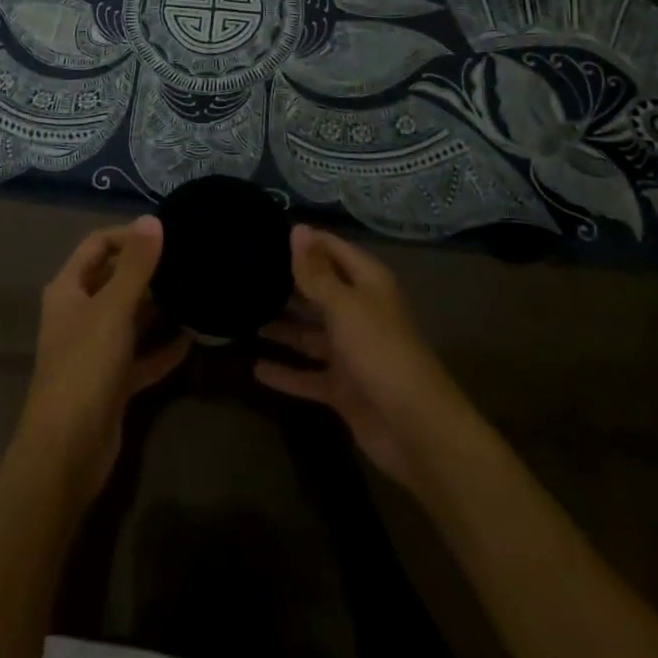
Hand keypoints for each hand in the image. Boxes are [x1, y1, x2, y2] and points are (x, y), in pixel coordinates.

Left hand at [19, 215, 191, 504]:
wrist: (67, 453)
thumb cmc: (85, 368)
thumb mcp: (113, 309)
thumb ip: (136, 265)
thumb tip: (153, 219)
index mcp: (68, 290)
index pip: (97, 245)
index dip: (128, 235)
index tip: (166, 234)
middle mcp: (79, 315)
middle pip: (115, 280)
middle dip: (148, 270)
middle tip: (188, 260)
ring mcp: (95, 350)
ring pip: (130, 318)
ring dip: (158, 308)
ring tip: (194, 292)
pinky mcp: (112, 383)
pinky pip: (141, 355)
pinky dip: (162, 347)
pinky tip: (192, 338)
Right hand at [255, 224, 474, 489]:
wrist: (415, 429)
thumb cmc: (380, 350)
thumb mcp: (344, 305)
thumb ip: (315, 272)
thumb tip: (298, 228)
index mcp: (367, 284)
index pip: (332, 249)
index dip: (305, 241)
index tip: (266, 232)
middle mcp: (359, 312)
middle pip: (319, 290)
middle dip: (287, 282)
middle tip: (245, 272)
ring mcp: (350, 352)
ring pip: (309, 333)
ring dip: (281, 326)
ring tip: (243, 314)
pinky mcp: (343, 389)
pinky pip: (308, 375)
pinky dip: (285, 373)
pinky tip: (255, 368)